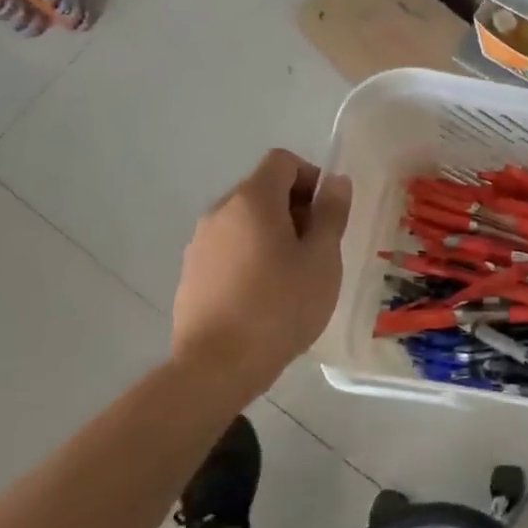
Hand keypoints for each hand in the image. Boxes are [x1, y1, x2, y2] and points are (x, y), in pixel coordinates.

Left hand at [172, 149, 353, 391]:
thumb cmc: (280, 306)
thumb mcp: (322, 259)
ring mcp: (199, 243)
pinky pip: (229, 248)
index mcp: (252, 200)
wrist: (217, 366)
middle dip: (296, 209)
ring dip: (274, 234)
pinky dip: (251, 257)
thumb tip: (336, 181)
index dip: (311, 177)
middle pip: (263, 190)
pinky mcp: (191, 273)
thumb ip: (331, 214)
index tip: (328, 215)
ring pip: (246, 222)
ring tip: (293, 277)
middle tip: (318, 250)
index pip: (282, 161)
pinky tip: (265, 296)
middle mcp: (219, 211)